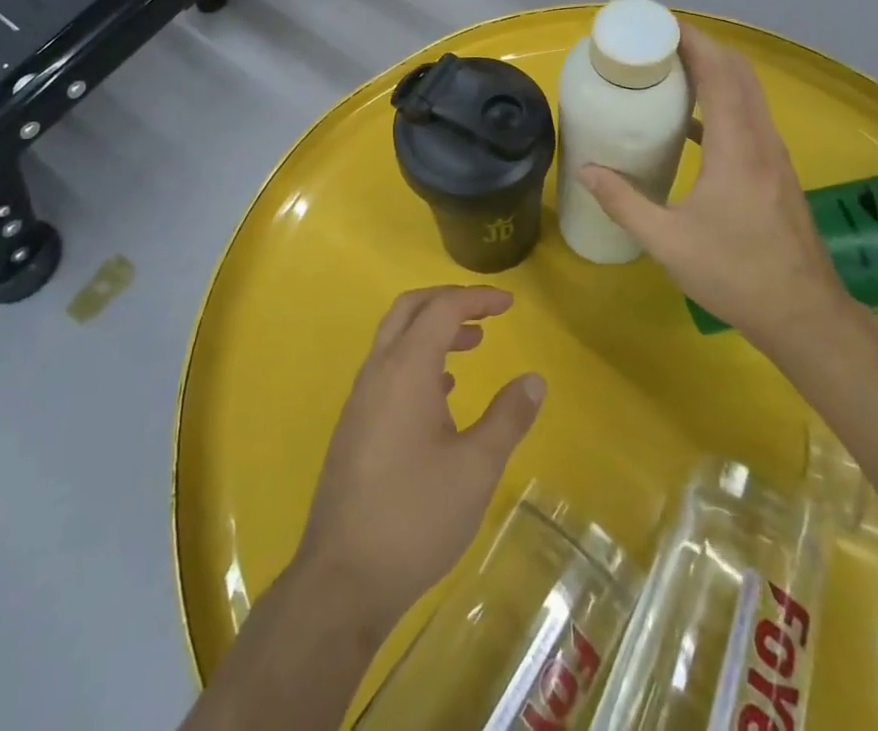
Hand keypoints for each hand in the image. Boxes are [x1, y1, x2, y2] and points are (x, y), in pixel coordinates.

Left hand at [295, 285, 545, 638]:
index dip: (477, 298)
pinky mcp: (355, 425)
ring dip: (432, 331)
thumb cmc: (416, 515)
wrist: (343, 577)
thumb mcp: (476, 468)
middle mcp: (378, 371)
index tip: (509, 304)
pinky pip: (387, 369)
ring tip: (472, 346)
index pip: (442, 309)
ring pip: (395, 338)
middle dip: (449, 301)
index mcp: (406, 368)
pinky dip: (417, 360)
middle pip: (410, 310)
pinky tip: (442, 393)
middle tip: (486, 313)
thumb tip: (534, 379)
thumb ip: (507, 417)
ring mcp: (360, 398)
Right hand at [579, 23, 850, 353]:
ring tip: (672, 70)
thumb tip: (585, 170)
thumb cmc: (735, 274)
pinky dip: (724, 101)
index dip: (692, 41)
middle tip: (657, 42)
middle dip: (701, 46)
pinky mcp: (777, 172)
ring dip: (715, 71)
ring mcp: (775, 156)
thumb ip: (623, 202)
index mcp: (738, 148)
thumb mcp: (667, 242)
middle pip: (738, 72)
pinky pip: (750, 117)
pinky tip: (693, 122)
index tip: (658, 25)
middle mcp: (762, 140)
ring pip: (749, 93)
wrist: (804, 315)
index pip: (720, 73)